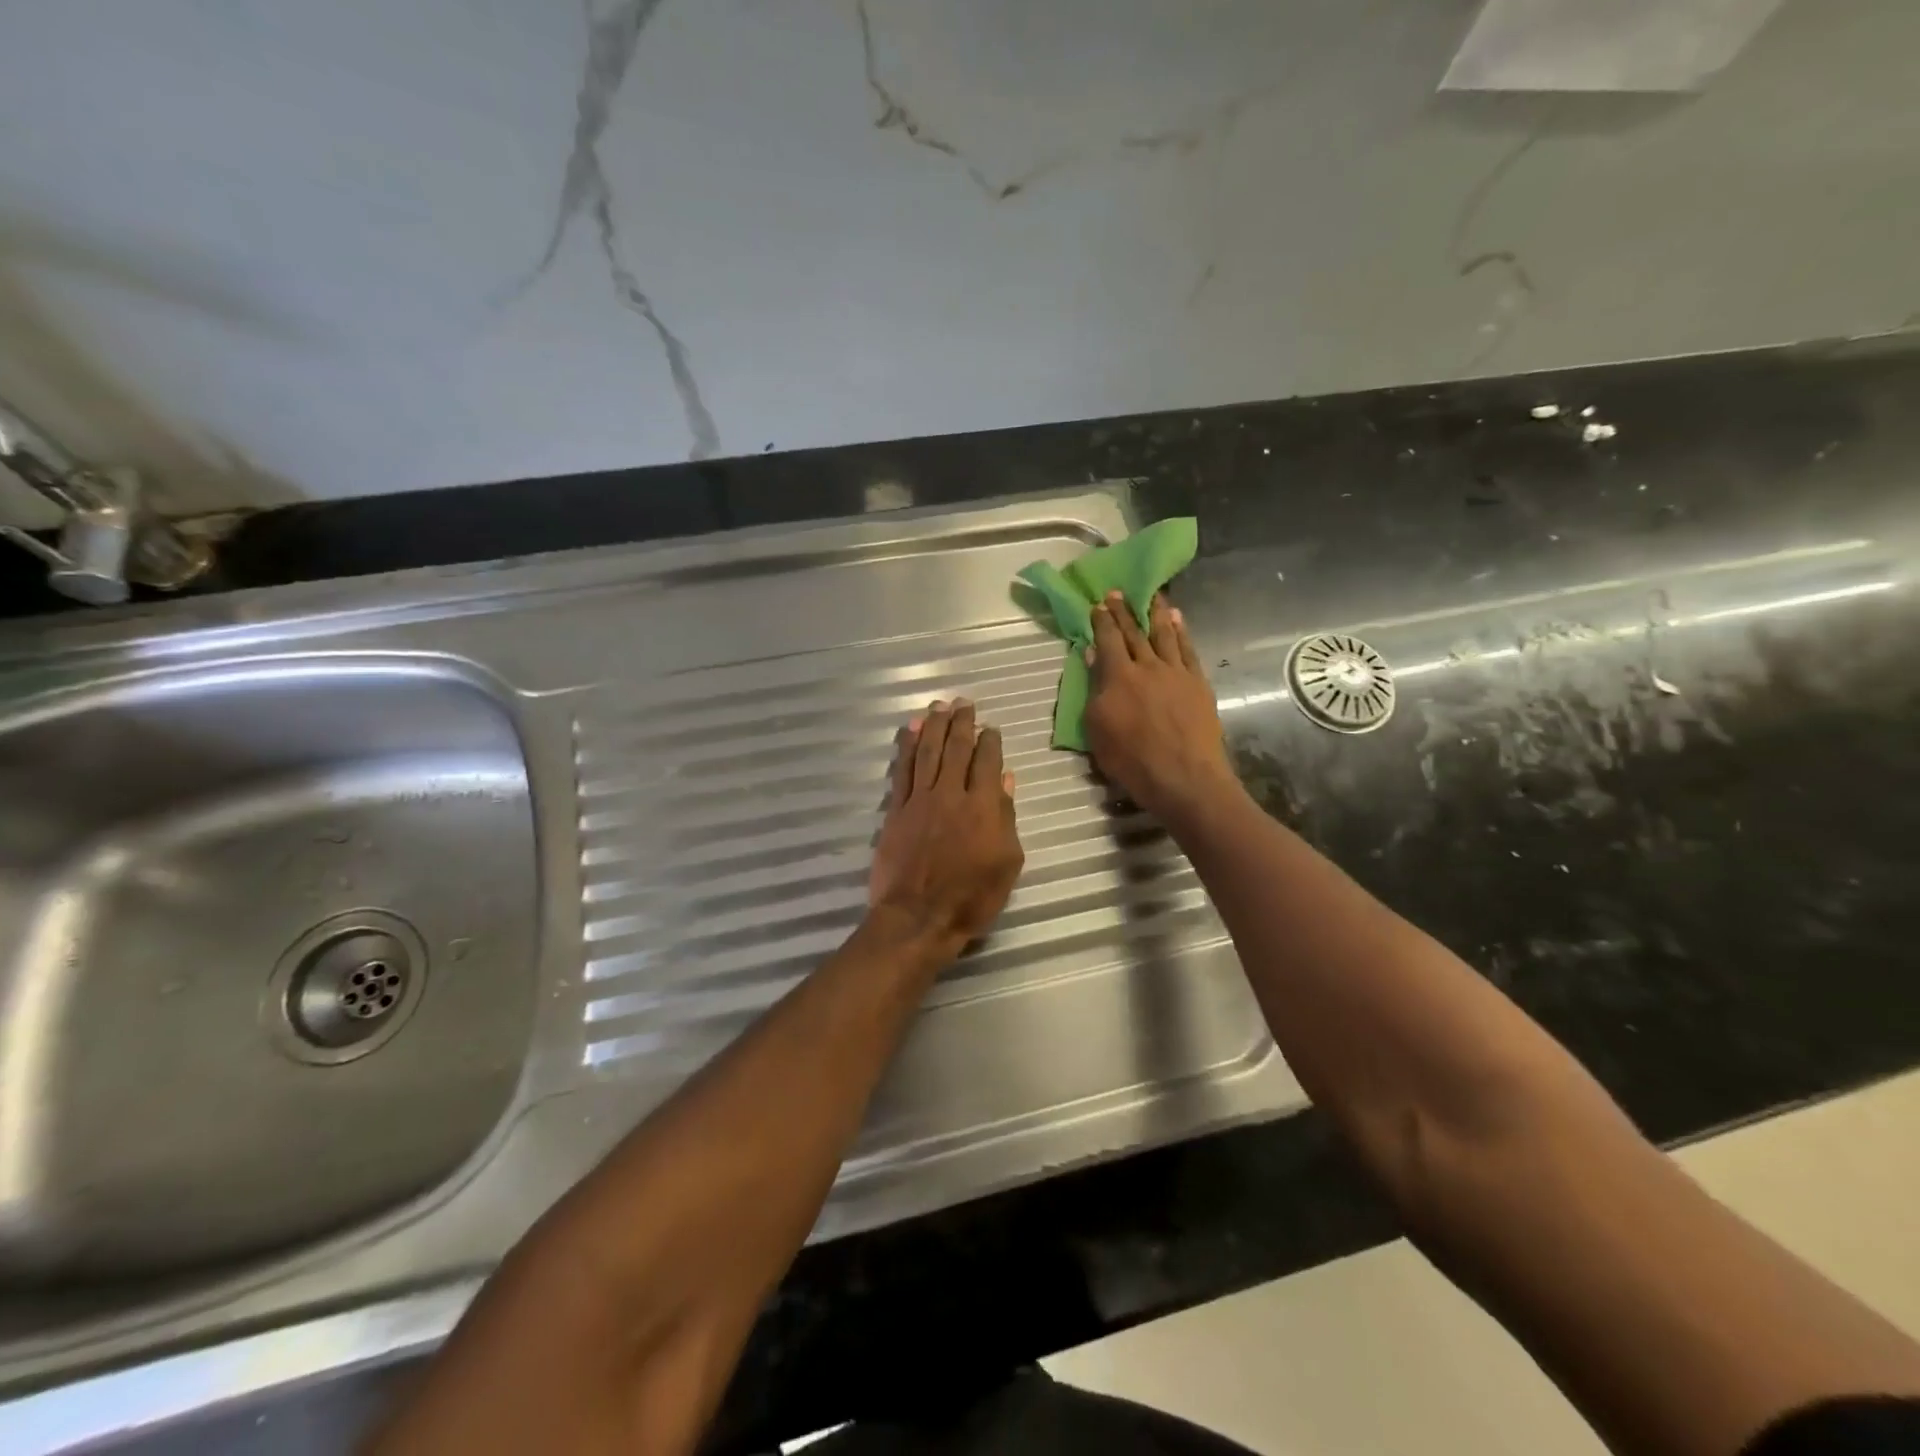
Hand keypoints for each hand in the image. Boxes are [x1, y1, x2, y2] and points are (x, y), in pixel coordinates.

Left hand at [869, 698, 1023, 956]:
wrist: (918, 918)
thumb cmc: (971, 898)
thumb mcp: (1006, 863)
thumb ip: (1006, 817)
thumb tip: (1005, 779)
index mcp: (983, 807)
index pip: (987, 762)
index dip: (990, 742)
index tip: (991, 728)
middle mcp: (951, 794)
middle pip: (956, 749)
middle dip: (961, 723)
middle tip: (963, 703)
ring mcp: (920, 800)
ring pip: (928, 752)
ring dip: (934, 726)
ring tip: (938, 706)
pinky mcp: (896, 810)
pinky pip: (902, 770)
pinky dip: (906, 747)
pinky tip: (910, 730)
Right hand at [1084, 591, 1239, 824]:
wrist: (1184, 778)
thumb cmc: (1132, 760)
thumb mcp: (1098, 729)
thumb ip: (1096, 690)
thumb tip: (1094, 656)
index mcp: (1119, 677)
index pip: (1108, 640)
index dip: (1102, 621)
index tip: (1097, 604)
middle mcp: (1148, 667)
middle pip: (1135, 632)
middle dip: (1124, 611)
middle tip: (1118, 593)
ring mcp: (1177, 673)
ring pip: (1165, 634)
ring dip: (1157, 613)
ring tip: (1153, 596)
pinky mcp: (1198, 683)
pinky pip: (1188, 650)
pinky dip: (1182, 632)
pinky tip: (1178, 621)